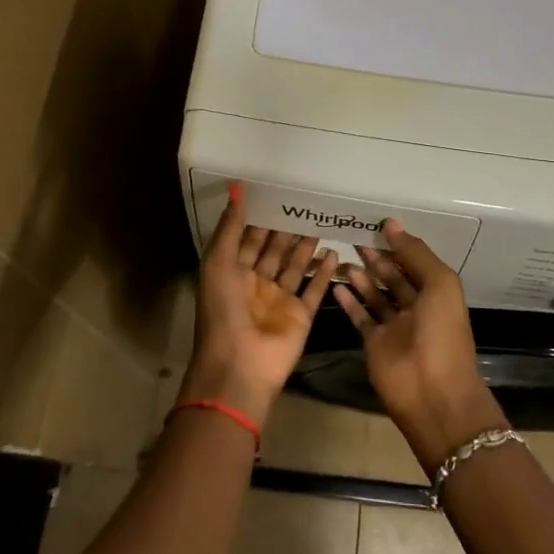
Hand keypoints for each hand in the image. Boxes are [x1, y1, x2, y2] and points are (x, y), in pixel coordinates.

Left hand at [184, 184, 338, 427]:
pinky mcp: (301, 315)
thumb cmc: (223, 311)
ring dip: (306, 246)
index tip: (277, 193)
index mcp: (233, 272)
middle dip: (287, 229)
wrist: (240, 365)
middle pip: (274, 250)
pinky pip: (314, 290)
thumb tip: (237, 187)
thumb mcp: (218, 263)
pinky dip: (324, 273)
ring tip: (321, 222)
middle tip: (306, 203)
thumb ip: (230, 227)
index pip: (249, 239)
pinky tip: (335, 253)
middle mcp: (257, 283)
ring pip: (295, 266)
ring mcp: (280, 300)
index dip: (261, 218)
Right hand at [333, 222, 505, 470]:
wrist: (433, 391)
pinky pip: (361, 317)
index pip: (415, 262)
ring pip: (375, 295)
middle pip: (394, 276)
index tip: (376, 225)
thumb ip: (415, 253)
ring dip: (362, 276)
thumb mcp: (439, 284)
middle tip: (353, 236)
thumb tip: (392, 224)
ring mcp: (394, 327)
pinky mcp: (375, 343)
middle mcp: (416, 307)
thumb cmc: (442, 332)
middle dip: (377, 257)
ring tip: (343, 255)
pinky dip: (349, 301)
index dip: (398, 244)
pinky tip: (337, 284)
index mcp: (437, 292)